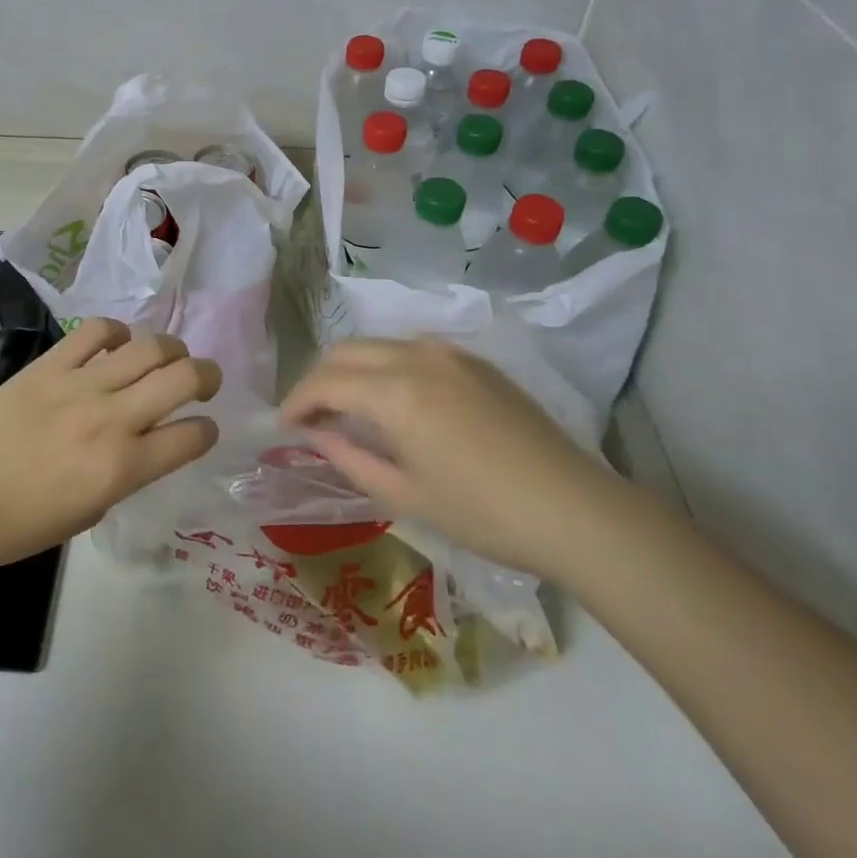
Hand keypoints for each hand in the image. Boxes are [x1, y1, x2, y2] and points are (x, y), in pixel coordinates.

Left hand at [0, 318, 221, 571]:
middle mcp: (111, 419)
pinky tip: (116, 345)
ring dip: (170, 350)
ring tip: (166, 358)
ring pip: (148, 346)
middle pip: (183, 377)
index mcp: (123, 468)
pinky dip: (116, 332)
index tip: (202, 429)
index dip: (207, 432)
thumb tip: (141, 443)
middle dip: (207, 375)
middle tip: (203, 381)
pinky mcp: (49, 364)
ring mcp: (80, 384)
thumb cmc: (19, 526)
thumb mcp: (90, 513)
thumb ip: (126, 473)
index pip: (192, 436)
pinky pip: (96, 331)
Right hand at [280, 337, 621, 580]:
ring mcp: (449, 352)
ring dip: (352, 369)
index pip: (325, 381)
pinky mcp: (474, 360)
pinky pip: (411, 349)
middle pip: (346, 351)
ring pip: (378, 344)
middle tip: (310, 417)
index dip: (296, 402)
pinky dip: (386, 366)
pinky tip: (393, 401)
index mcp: (395, 392)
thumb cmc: (482, 513)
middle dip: (319, 379)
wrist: (572, 507)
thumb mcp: (404, 495)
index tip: (284, 427)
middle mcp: (416, 356)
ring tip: (348, 409)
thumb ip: (349, 458)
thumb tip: (317, 435)